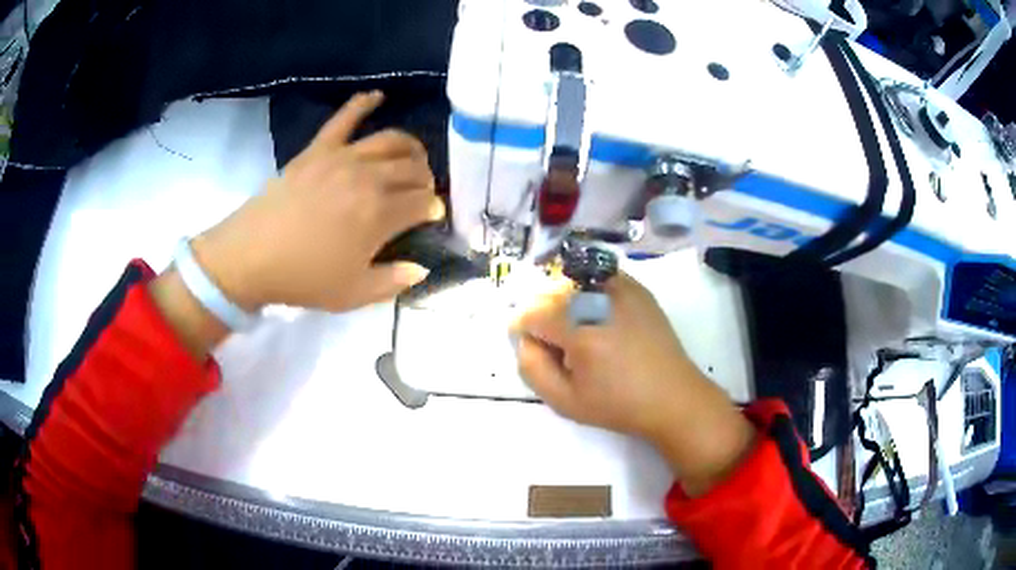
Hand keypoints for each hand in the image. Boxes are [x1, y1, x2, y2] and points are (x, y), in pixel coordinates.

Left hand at [193, 91, 442, 312]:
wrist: (252, 257)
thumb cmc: (304, 278)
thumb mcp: (353, 294)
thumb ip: (393, 281)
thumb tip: (421, 269)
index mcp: (380, 215)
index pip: (423, 202)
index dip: (433, 209)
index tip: (431, 217)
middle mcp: (369, 178)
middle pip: (413, 168)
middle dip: (426, 179)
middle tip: (421, 191)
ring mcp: (342, 158)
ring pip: (391, 140)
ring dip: (411, 146)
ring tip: (413, 156)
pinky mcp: (318, 149)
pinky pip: (344, 119)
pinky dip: (362, 103)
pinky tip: (377, 96)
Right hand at [513, 273, 755, 495]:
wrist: (672, 396)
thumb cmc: (618, 405)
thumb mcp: (564, 401)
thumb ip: (531, 368)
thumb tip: (525, 338)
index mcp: (580, 331)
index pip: (531, 314)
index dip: (524, 332)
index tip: (538, 350)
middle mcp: (599, 300)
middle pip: (549, 293)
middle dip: (543, 317)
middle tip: (559, 347)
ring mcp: (621, 288)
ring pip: (572, 282)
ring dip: (564, 304)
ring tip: (581, 333)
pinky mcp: (637, 288)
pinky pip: (597, 279)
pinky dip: (588, 294)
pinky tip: (600, 319)